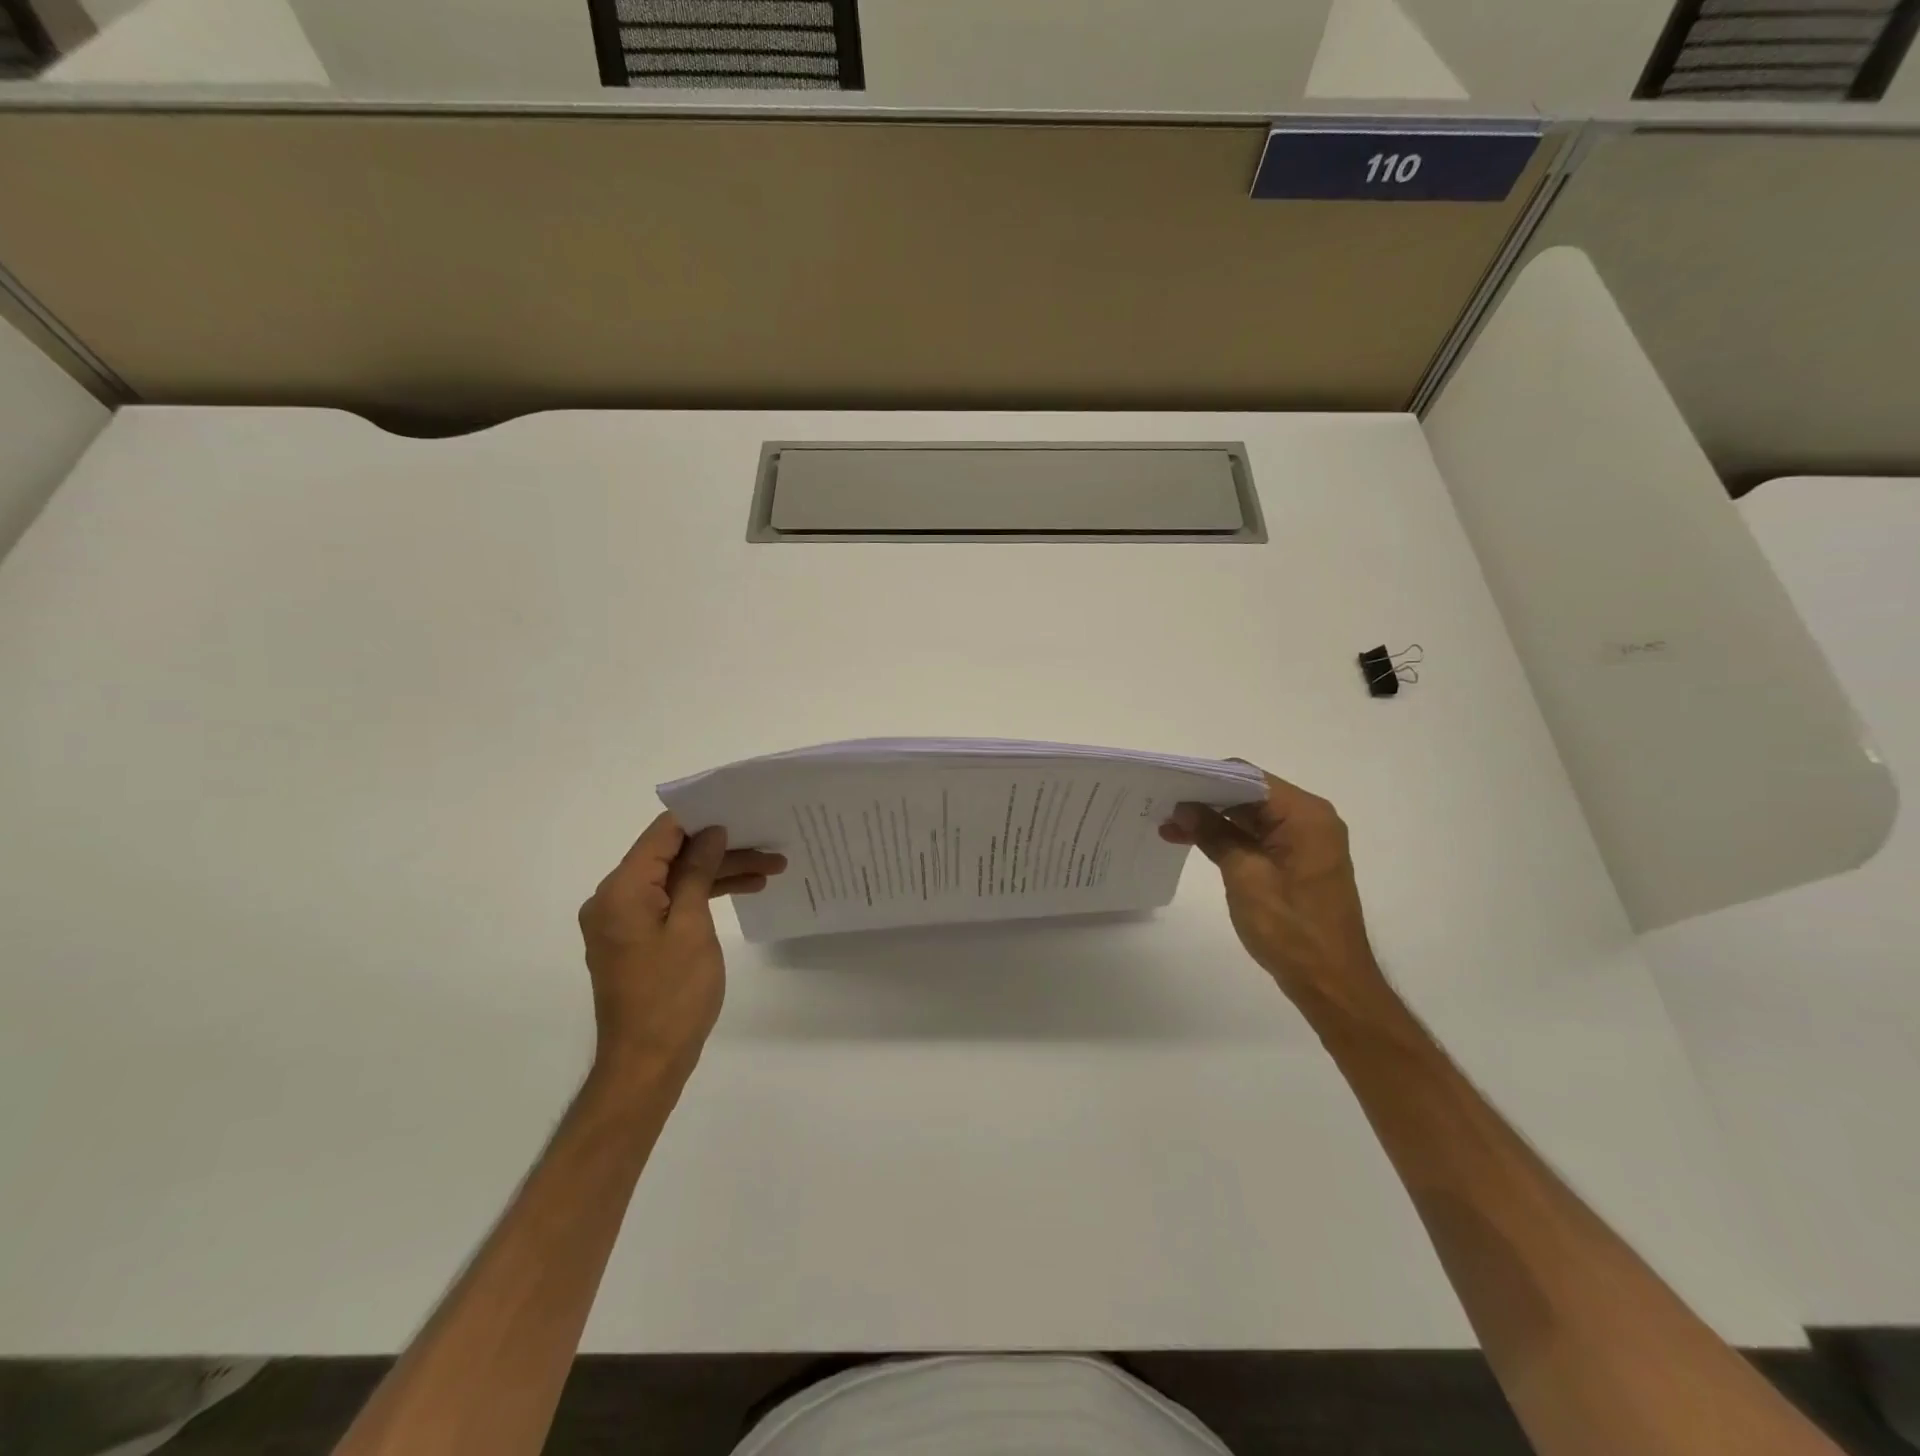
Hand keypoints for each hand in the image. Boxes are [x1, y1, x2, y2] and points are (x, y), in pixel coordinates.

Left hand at [577, 813, 785, 1085]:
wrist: (646, 1063)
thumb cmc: (672, 995)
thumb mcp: (692, 927)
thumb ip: (698, 873)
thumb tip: (710, 833)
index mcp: (621, 890)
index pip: (662, 834)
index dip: (702, 818)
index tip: (743, 810)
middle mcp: (614, 898)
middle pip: (672, 856)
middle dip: (721, 850)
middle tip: (771, 848)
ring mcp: (624, 920)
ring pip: (676, 879)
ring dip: (719, 873)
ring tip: (770, 870)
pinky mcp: (636, 938)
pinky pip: (671, 902)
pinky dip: (704, 895)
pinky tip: (743, 891)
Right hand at [1161, 768, 1387, 1017]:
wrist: (1331, 983)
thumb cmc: (1291, 928)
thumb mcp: (1245, 876)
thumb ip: (1214, 835)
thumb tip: (1184, 808)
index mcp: (1304, 815)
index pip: (1249, 778)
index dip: (1207, 779)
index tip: (1169, 786)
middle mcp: (1310, 819)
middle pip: (1250, 795)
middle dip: (1206, 800)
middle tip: (1162, 807)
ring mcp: (1305, 841)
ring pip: (1251, 816)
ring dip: (1213, 820)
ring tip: (1169, 827)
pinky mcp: (1297, 861)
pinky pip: (1258, 837)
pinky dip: (1228, 838)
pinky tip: (1195, 842)